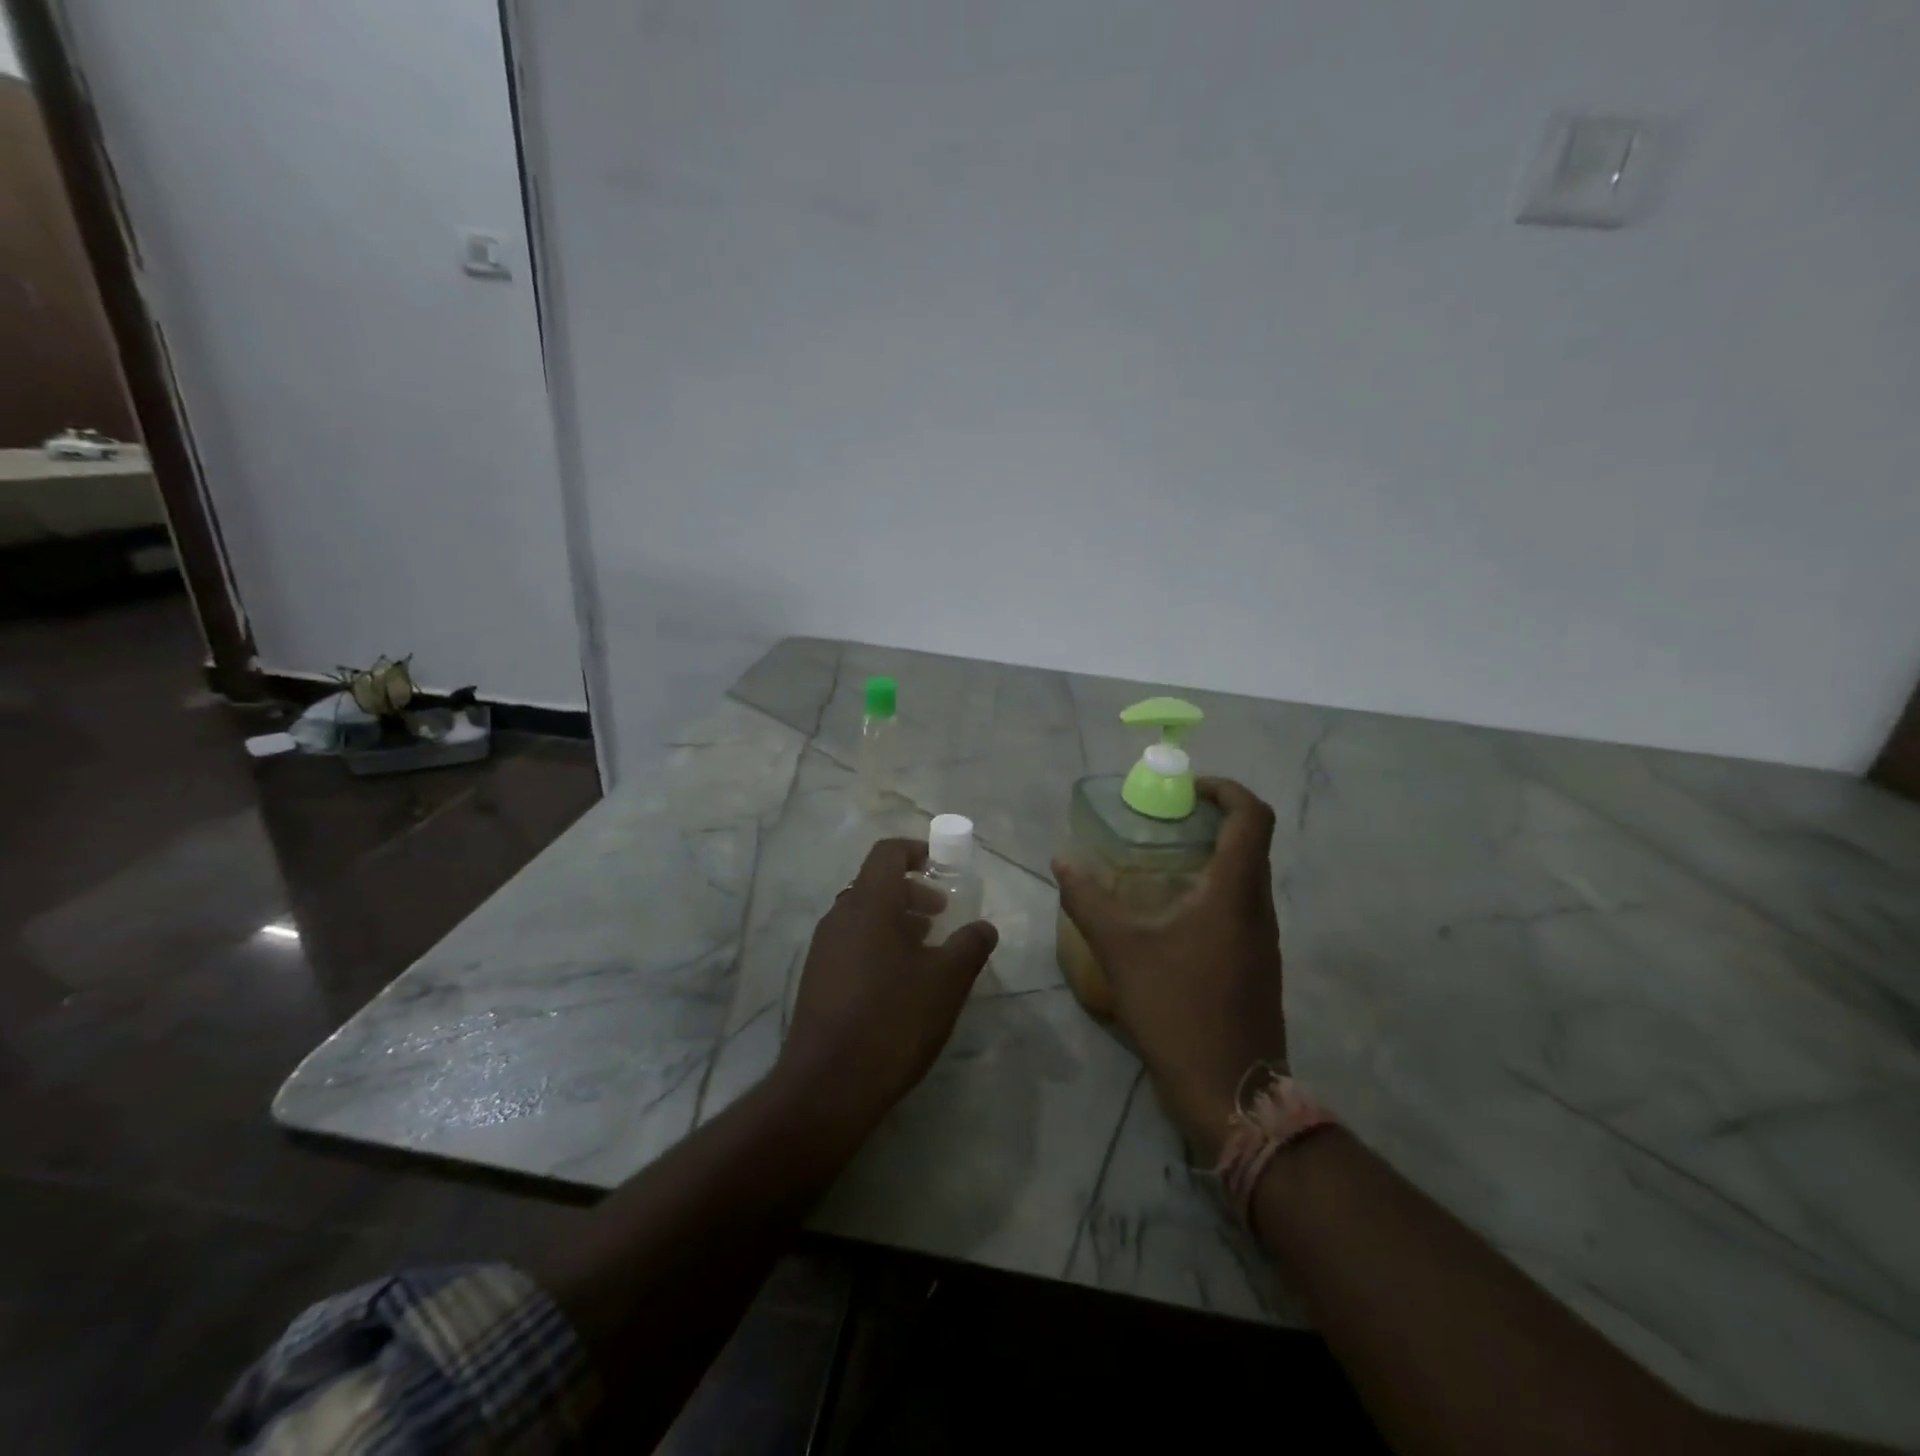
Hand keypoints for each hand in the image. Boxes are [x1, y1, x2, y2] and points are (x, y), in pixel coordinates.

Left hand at [776, 838, 998, 1141]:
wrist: (828, 1085)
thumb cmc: (893, 1019)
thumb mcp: (947, 981)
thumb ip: (970, 945)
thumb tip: (984, 927)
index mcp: (869, 903)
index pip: (888, 852)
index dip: (917, 851)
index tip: (943, 870)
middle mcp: (840, 916)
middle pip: (875, 883)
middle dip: (912, 892)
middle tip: (941, 915)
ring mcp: (823, 948)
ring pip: (863, 916)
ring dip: (896, 921)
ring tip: (926, 952)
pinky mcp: (816, 978)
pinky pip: (851, 943)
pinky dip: (878, 945)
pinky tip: (899, 984)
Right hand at [1053, 778, 1286, 1162]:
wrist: (1230, 1091)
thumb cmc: (1177, 1010)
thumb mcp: (1121, 951)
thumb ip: (1088, 900)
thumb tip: (1061, 859)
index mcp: (1235, 891)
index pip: (1253, 815)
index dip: (1226, 788)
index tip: (1188, 788)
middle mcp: (1260, 907)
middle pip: (1252, 841)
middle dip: (1214, 818)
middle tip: (1165, 820)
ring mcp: (1266, 939)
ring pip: (1248, 875)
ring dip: (1214, 855)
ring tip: (1163, 861)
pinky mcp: (1260, 964)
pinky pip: (1243, 906)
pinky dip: (1216, 889)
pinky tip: (1174, 914)